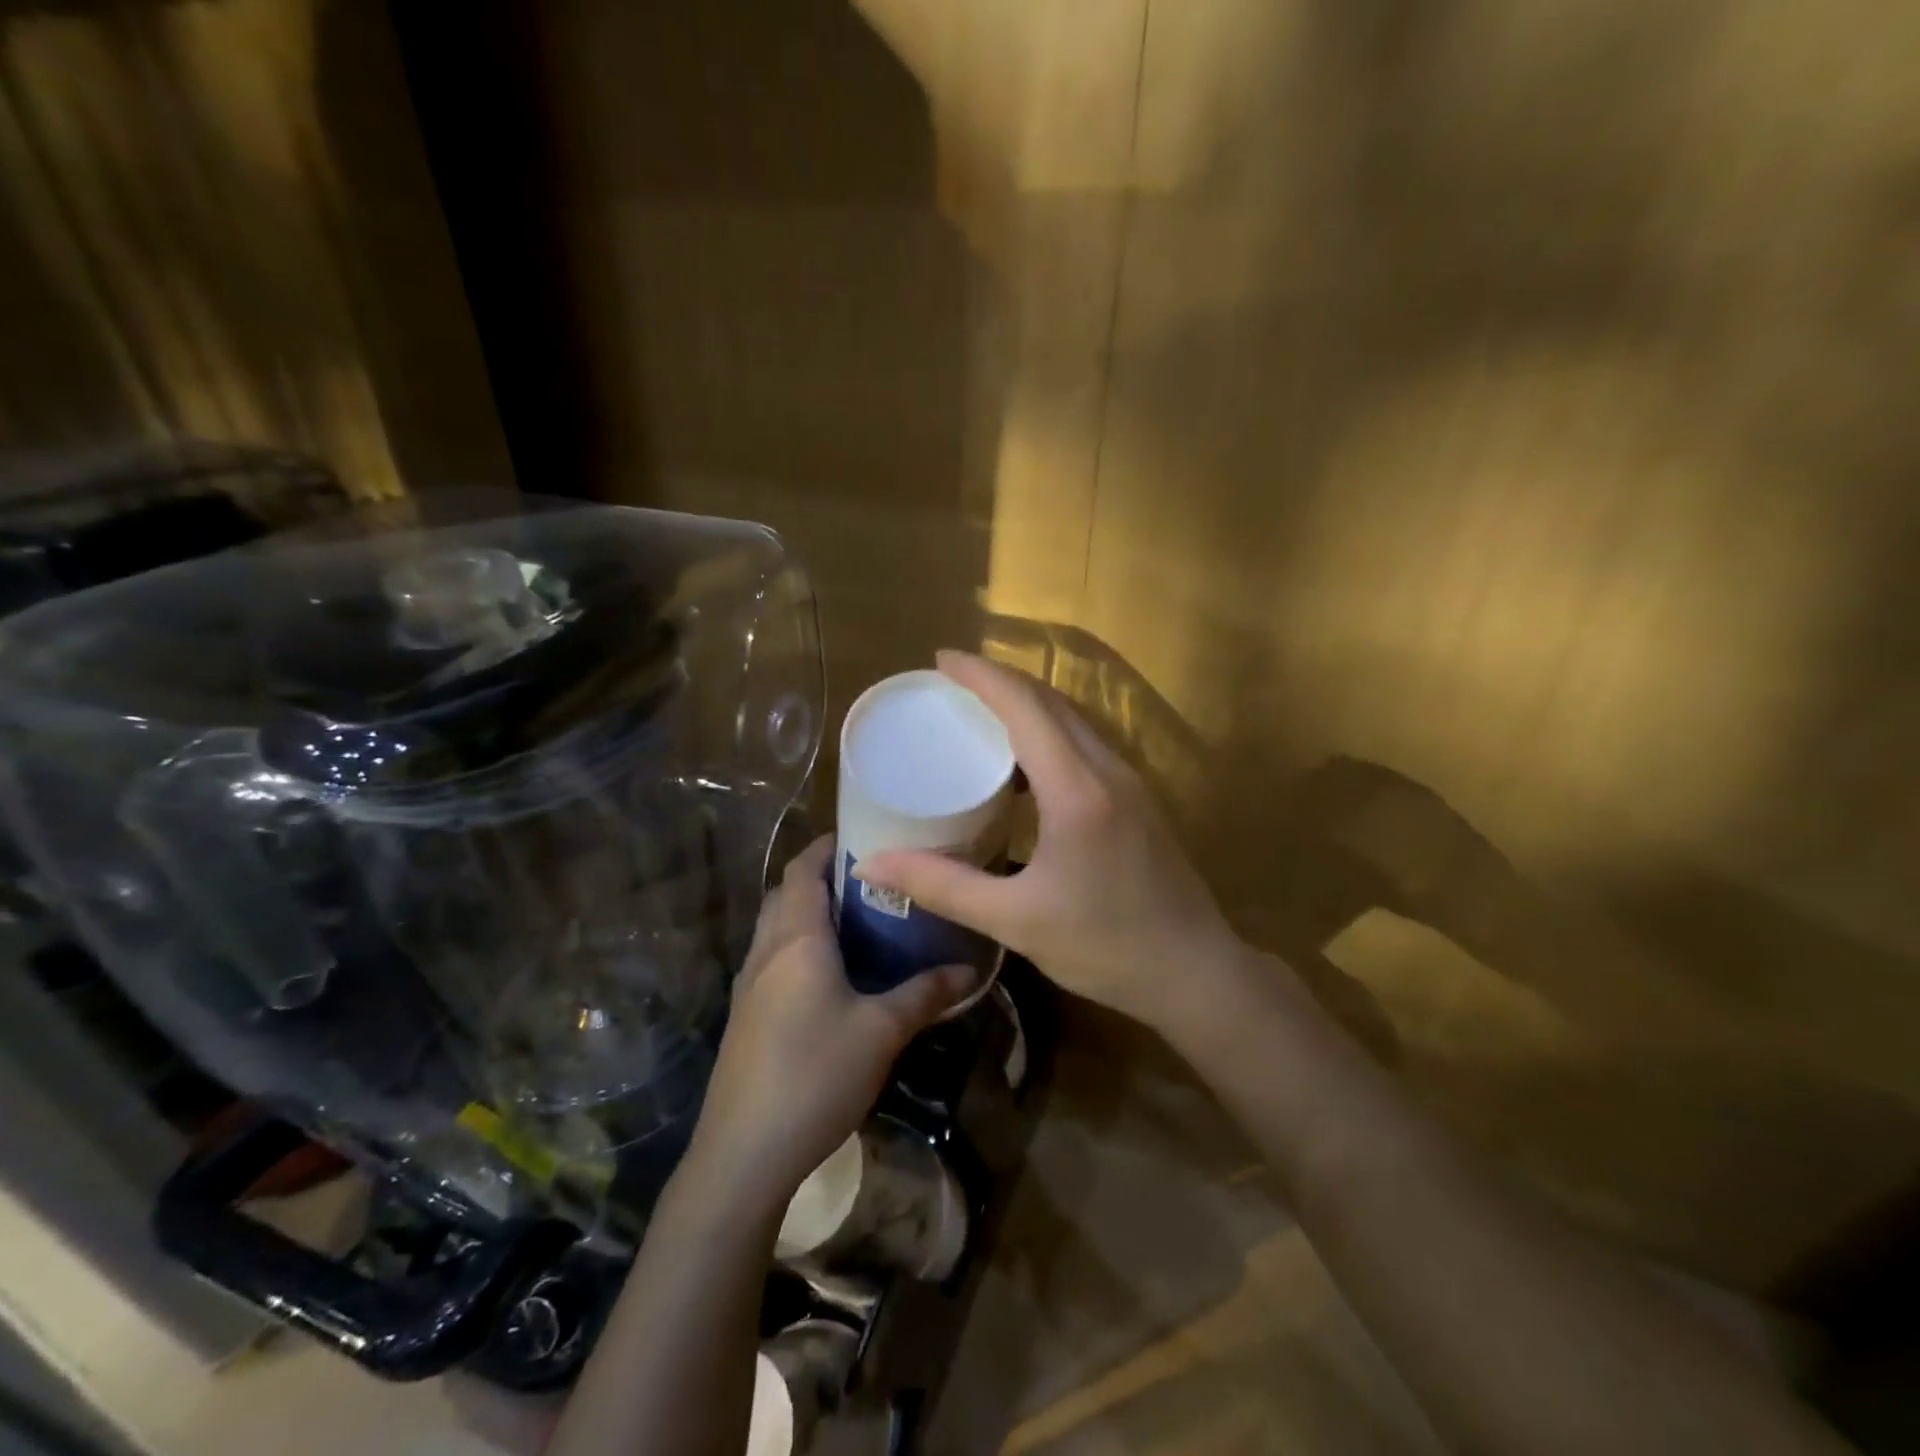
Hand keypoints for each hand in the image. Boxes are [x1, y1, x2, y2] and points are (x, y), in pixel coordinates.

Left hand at [687, 836, 976, 1207]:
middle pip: (786, 894)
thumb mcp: (882, 1031)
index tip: (862, 837)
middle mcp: (766, 951)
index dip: (826, 846)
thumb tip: (969, 969)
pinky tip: (829, 977)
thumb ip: (925, 994)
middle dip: (820, 878)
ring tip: (856, 921)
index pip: (803, 869)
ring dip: (807, 913)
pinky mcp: (744, 1016)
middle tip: (869, 880)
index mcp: (797, 939)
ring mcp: (748, 985)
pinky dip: (797, 947)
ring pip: (775, 927)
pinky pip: (771, 960)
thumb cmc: (815, 1074)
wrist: (743, 1153)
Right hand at [857, 650, 1241, 1035]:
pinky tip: (1021, 767)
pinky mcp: (1137, 799)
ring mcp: (1129, 781)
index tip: (940, 661)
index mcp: (1077, 789)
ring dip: (1026, 705)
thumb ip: (941, 886)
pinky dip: (1048, 733)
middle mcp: (1107, 770)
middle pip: (1050, 702)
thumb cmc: (1105, 947)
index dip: (981, 676)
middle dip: (999, 682)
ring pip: (1072, 720)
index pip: (1025, 707)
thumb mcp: (1014, 920)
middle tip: (950, 686)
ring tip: (978, 715)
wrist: (1195, 973)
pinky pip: (1085, 745)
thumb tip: (871, 864)